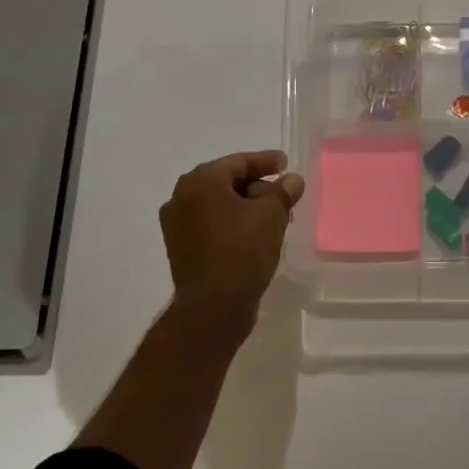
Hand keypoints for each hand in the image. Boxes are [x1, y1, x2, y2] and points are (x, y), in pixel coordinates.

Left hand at [159, 150, 305, 328]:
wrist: (213, 307)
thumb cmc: (242, 249)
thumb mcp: (271, 214)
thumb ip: (283, 191)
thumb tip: (292, 180)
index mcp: (200, 181)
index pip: (238, 162)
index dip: (265, 161)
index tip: (286, 164)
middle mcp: (181, 198)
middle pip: (226, 182)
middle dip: (256, 185)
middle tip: (282, 192)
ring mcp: (177, 226)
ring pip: (218, 205)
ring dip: (245, 206)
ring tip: (272, 214)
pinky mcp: (181, 249)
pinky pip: (211, 225)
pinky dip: (232, 224)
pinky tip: (254, 234)